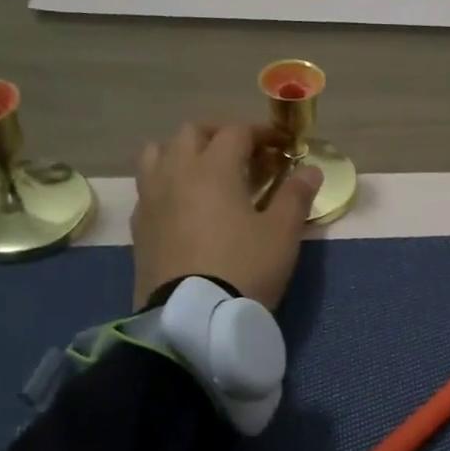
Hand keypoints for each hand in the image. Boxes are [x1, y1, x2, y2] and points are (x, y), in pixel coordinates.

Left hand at [129, 122, 321, 311]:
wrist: (193, 318)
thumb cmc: (245, 268)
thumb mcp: (282, 233)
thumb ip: (296, 196)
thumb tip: (311, 170)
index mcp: (213, 168)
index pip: (236, 132)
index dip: (261, 134)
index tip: (281, 146)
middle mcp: (176, 173)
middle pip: (191, 133)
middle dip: (220, 134)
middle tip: (245, 153)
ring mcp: (151, 198)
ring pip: (159, 154)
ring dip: (184, 152)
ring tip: (207, 172)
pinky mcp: (139, 226)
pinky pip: (149, 187)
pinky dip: (168, 182)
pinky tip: (186, 205)